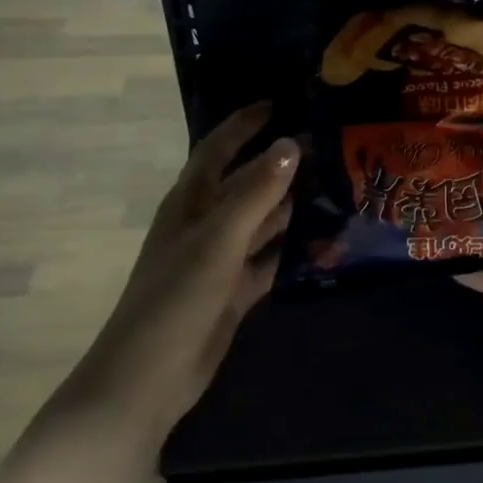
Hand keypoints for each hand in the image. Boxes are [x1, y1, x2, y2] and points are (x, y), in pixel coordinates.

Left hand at [65, 103, 298, 435]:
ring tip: (334, 186)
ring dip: (290, 205)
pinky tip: (324, 241)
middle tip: (327, 146)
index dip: (244, 125)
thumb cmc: (175, 298)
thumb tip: (290, 144)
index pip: (217, 149)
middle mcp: (204, 224)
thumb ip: (254, 192)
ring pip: (260, 221)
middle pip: (245, 183)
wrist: (148, 378)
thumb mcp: (217, 240)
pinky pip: (268, 260)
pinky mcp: (233, 292)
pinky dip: (291, 250)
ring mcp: (219, 260)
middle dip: (279, 164)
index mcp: (189, 203)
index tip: (279, 103)